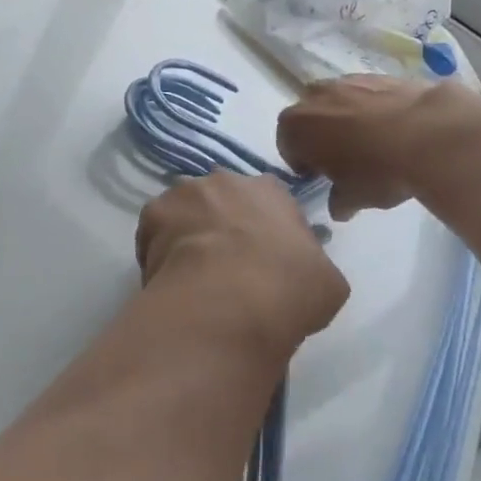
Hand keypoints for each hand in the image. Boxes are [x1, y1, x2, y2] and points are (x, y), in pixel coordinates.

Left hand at [136, 173, 348, 349]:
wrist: (228, 301)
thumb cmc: (287, 288)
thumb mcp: (328, 282)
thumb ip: (315, 264)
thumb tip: (305, 270)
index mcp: (271, 190)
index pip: (269, 201)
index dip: (266, 230)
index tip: (264, 259)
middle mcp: (226, 180)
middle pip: (223, 200)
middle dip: (223, 225)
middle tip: (226, 267)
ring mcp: (185, 192)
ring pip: (186, 211)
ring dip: (189, 233)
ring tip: (193, 275)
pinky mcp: (152, 213)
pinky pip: (156, 231)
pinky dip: (159, 250)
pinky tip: (169, 278)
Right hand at [277, 75, 440, 219]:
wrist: (428, 133)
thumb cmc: (376, 170)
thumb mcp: (353, 198)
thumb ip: (338, 202)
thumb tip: (339, 206)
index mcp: (296, 126)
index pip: (287, 145)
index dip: (301, 163)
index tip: (318, 176)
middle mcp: (314, 97)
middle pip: (309, 118)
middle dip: (320, 136)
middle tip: (341, 159)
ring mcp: (347, 81)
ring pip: (337, 102)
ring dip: (345, 119)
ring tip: (370, 143)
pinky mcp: (378, 75)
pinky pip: (366, 95)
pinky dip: (372, 109)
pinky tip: (393, 129)